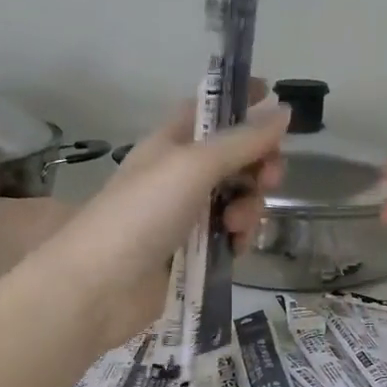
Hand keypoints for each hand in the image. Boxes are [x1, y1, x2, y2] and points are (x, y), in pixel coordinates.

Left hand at [0, 95, 287, 352]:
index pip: (209, 110)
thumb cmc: (142, 213)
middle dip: (258, 166)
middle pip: (234, 159)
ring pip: (237, 200)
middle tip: (269, 179)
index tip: (276, 100)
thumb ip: (242, 141)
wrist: (102, 286)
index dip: (240, 102)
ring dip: (249, 207)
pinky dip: (238, 239)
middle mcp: (179, 176)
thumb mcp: (193, 166)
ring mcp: (186, 217)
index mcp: (171, 144)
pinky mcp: (193, 254)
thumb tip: (284, 111)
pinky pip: (230, 237)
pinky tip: (235, 248)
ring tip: (236, 226)